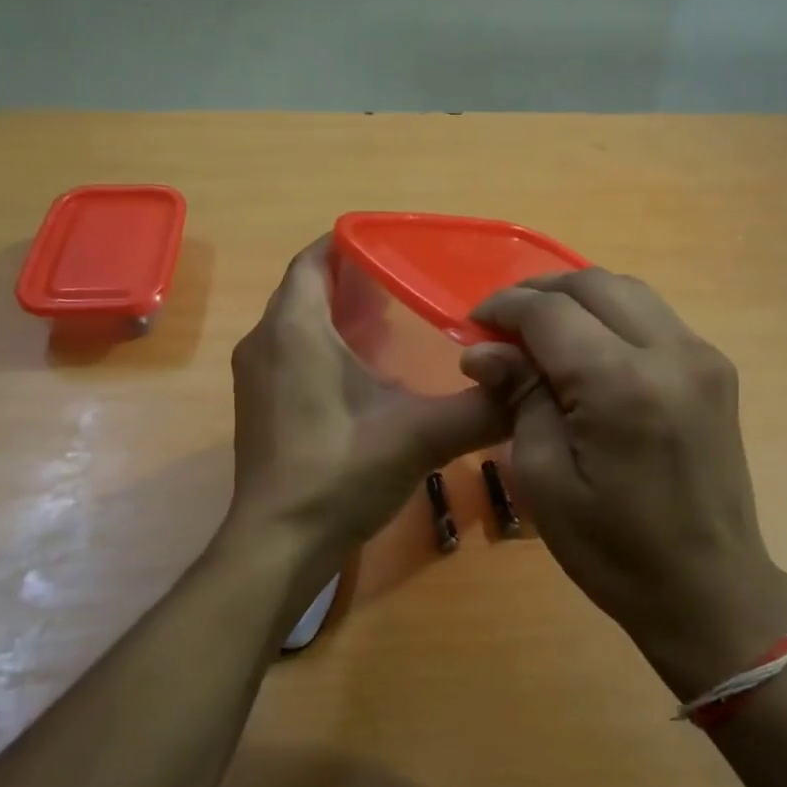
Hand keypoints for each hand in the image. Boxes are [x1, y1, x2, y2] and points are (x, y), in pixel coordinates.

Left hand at [226, 239, 508, 574]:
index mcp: (294, 329)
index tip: (396, 244)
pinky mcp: (259, 406)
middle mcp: (264, 342)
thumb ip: (480, 407)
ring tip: (394, 319)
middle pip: (307, 289)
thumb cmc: (341, 473)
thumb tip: (530, 382)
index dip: (351, 242)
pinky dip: (325, 346)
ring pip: (298, 323)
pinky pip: (292, 353)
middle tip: (409, 282)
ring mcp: (256, 377)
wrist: (280, 544)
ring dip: (339, 315)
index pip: (313, 259)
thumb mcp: (420, 435)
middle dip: (354, 279)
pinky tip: (366, 371)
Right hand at [461, 270, 786, 697]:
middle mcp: (671, 354)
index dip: (505, 308)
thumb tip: (484, 351)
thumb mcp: (544, 479)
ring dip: (577, 298)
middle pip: (594, 285)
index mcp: (622, 385)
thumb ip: (519, 398)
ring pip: (629, 292)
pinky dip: (611, 316)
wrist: (708, 590)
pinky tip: (586, 347)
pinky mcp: (716, 371)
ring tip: (538, 329)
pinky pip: (654, 318)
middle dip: (540, 292)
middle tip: (501, 324)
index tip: (473, 325)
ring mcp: (703, 358)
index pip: (552, 312)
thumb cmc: (613, 550)